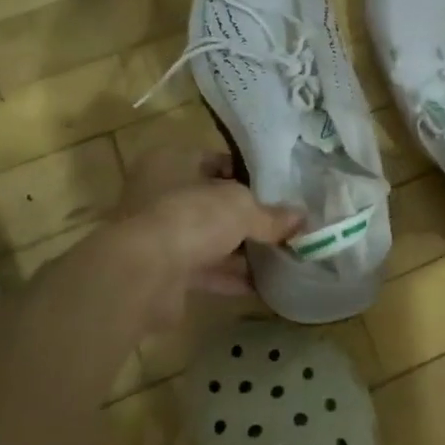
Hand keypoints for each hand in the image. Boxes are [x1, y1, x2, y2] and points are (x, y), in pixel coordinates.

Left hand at [111, 146, 302, 295]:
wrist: (142, 275)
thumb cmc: (191, 218)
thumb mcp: (242, 207)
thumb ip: (272, 215)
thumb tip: (303, 219)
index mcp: (171, 161)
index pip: (216, 160)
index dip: (249, 174)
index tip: (279, 189)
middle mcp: (159, 193)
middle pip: (212, 201)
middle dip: (246, 215)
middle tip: (283, 223)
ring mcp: (158, 234)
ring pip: (207, 237)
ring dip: (239, 248)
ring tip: (280, 254)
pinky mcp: (161, 271)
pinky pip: (203, 269)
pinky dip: (230, 276)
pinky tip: (263, 284)